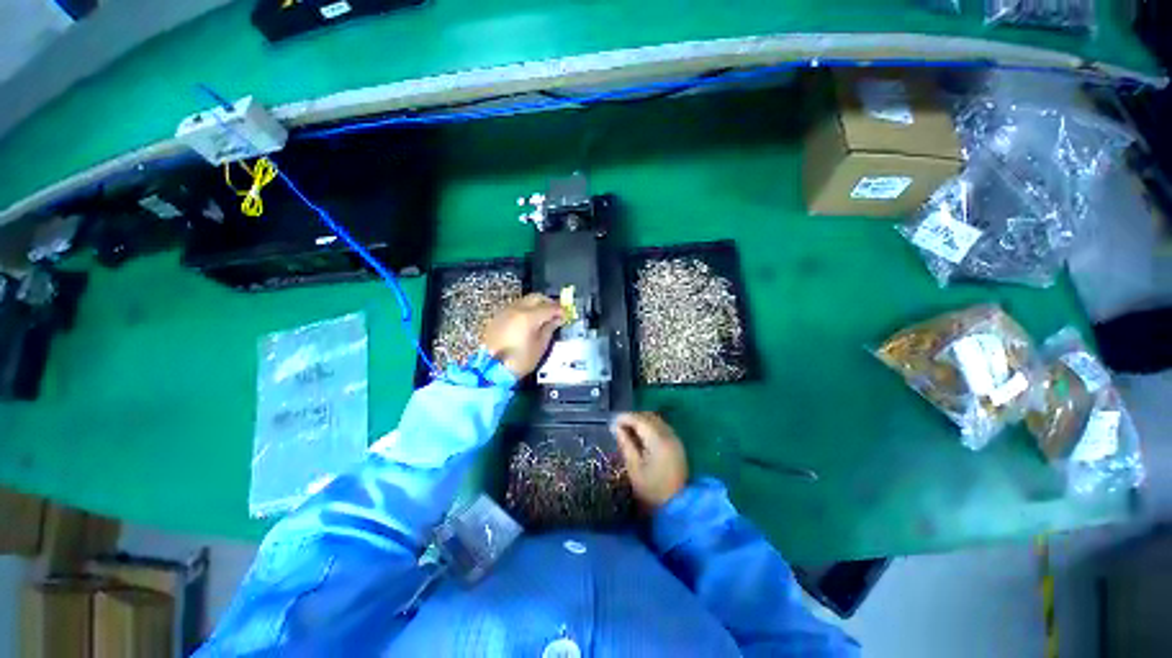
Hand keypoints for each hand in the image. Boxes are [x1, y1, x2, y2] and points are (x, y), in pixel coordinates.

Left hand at [483, 293, 564, 376]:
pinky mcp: (497, 317)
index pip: (549, 307)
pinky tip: (528, 321)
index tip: (565, 315)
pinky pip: (514, 308)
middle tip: (555, 312)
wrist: (491, 370)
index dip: (560, 310)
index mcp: (528, 317)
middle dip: (548, 303)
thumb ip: (549, 329)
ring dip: (535, 305)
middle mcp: (516, 309)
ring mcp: (505, 312)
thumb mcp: (540, 346)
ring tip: (543, 317)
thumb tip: (556, 320)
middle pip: (536, 298)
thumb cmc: (520, 361)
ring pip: (524, 301)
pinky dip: (524, 310)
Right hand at [614, 412, 688, 509]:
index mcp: (658, 440)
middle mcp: (669, 435)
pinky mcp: (678, 445)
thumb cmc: (651, 490)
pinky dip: (650, 427)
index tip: (611, 422)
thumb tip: (616, 427)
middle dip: (633, 418)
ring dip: (641, 421)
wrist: (677, 507)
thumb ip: (625, 444)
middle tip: (618, 426)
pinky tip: (641, 436)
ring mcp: (675, 439)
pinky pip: (662, 427)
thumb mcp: (634, 468)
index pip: (639, 419)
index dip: (624, 417)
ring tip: (627, 430)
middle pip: (649, 417)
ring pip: (656, 420)